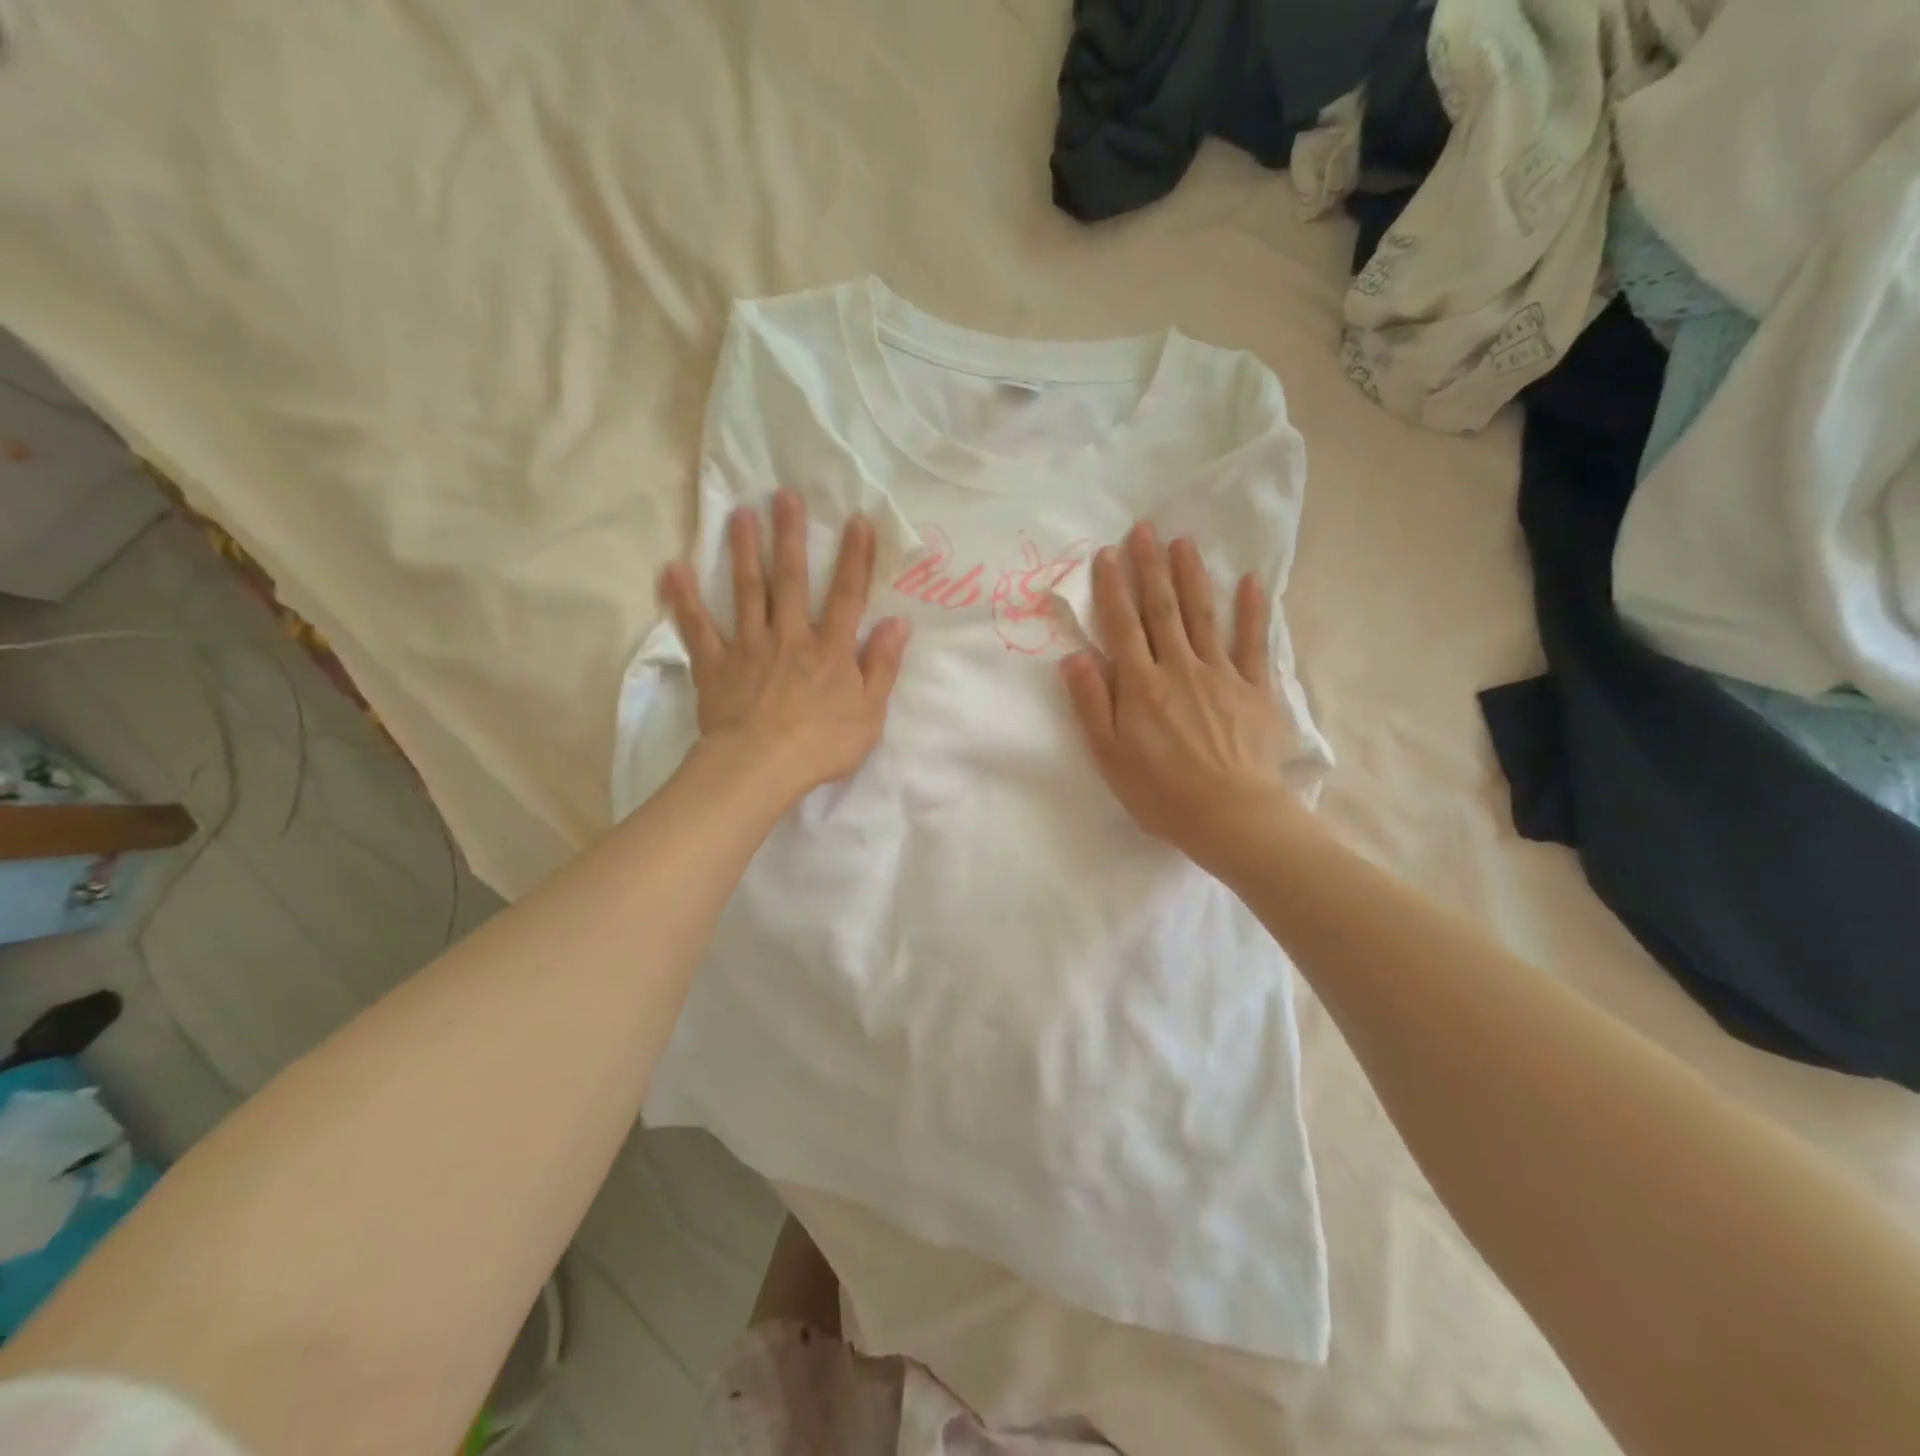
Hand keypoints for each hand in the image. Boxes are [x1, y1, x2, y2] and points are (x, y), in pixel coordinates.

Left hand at [659, 489, 909, 802]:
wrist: (761, 767)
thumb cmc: (822, 745)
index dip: (855, 557)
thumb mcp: (869, 712)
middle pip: (791, 580)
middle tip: (784, 495)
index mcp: (829, 649)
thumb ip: (882, 666)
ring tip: (740, 515)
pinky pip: (697, 627)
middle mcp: (790, 636)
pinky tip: (673, 569)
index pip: (847, 595)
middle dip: (790, 536)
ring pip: (747, 592)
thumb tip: (898, 623)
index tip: (856, 519)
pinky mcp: (715, 664)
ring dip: (744, 551)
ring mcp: (749, 647)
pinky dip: (683, 599)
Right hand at [1060, 524, 1303, 868]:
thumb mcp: (1109, 755)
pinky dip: (1253, 611)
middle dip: (1150, 567)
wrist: (1230, 816)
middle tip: (1145, 529)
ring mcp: (1220, 675)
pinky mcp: (1255, 689)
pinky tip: (1251, 582)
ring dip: (1192, 576)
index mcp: (1141, 686)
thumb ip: (1091, 703)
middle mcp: (1179, 668)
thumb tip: (1074, 656)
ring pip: (1203, 615)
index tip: (1106, 553)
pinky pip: (1254, 643)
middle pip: (1162, 610)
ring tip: (1184, 542)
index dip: (1113, 588)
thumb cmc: (1160, 792)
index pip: (1122, 626)